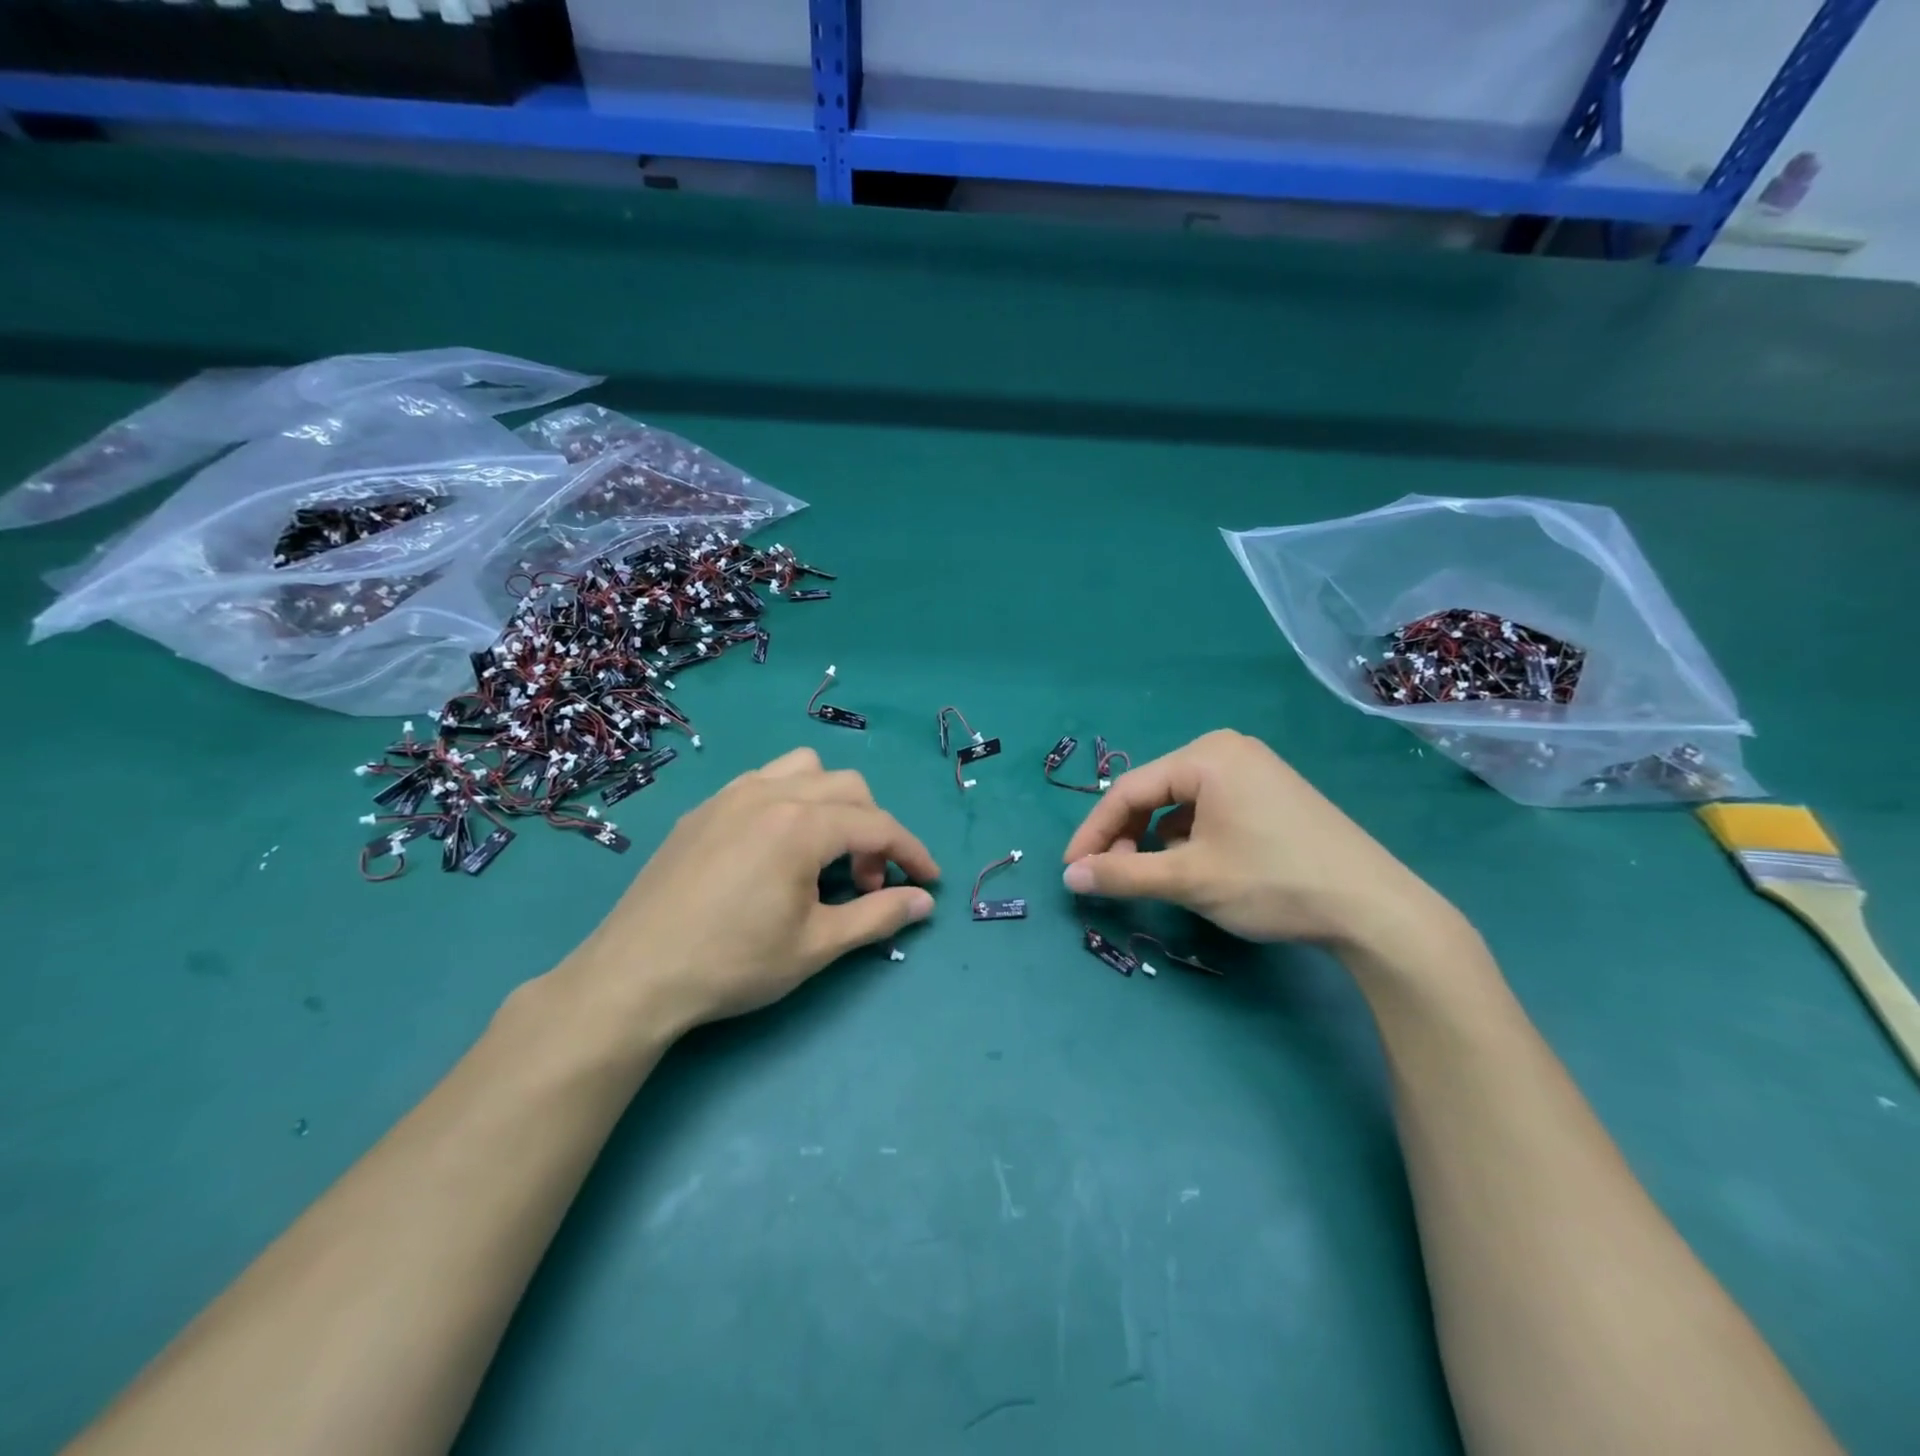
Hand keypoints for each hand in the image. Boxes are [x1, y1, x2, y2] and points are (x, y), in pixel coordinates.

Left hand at [563, 747, 938, 1038]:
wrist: (635, 975)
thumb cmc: (734, 963)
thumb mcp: (817, 945)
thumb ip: (878, 916)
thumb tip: (923, 902)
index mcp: (802, 825)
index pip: (878, 825)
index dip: (911, 852)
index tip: (928, 881)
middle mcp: (770, 794)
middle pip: (848, 788)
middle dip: (873, 830)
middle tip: (867, 882)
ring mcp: (731, 795)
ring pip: (804, 769)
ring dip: (832, 802)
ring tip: (824, 850)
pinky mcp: (703, 810)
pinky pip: (763, 782)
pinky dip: (790, 800)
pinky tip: (775, 848)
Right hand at [1061, 729, 1450, 951]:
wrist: (1374, 909)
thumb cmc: (1272, 882)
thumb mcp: (1189, 878)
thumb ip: (1123, 873)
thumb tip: (1070, 877)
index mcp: (1207, 755)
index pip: (1129, 789)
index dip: (1094, 831)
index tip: (1071, 869)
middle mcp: (1228, 750)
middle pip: (1155, 791)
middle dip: (1126, 833)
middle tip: (1110, 875)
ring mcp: (1255, 769)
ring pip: (1182, 801)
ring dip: (1156, 836)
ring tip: (1150, 873)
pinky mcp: (1272, 794)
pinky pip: (1211, 807)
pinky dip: (1189, 834)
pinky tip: (1192, 864)